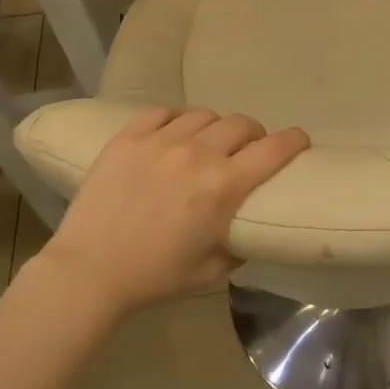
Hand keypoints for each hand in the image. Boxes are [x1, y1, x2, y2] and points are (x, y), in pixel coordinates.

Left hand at [36, 107, 308, 318]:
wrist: (89, 271)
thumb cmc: (155, 276)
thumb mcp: (211, 269)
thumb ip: (239, 243)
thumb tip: (249, 228)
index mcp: (224, 186)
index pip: (274, 149)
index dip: (294, 140)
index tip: (300, 140)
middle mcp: (198, 153)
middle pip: (242, 124)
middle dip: (253, 135)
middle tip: (246, 149)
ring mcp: (161, 140)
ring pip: (205, 114)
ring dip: (215, 128)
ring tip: (206, 142)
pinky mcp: (129, 136)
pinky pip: (163, 112)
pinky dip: (175, 121)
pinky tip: (172, 135)